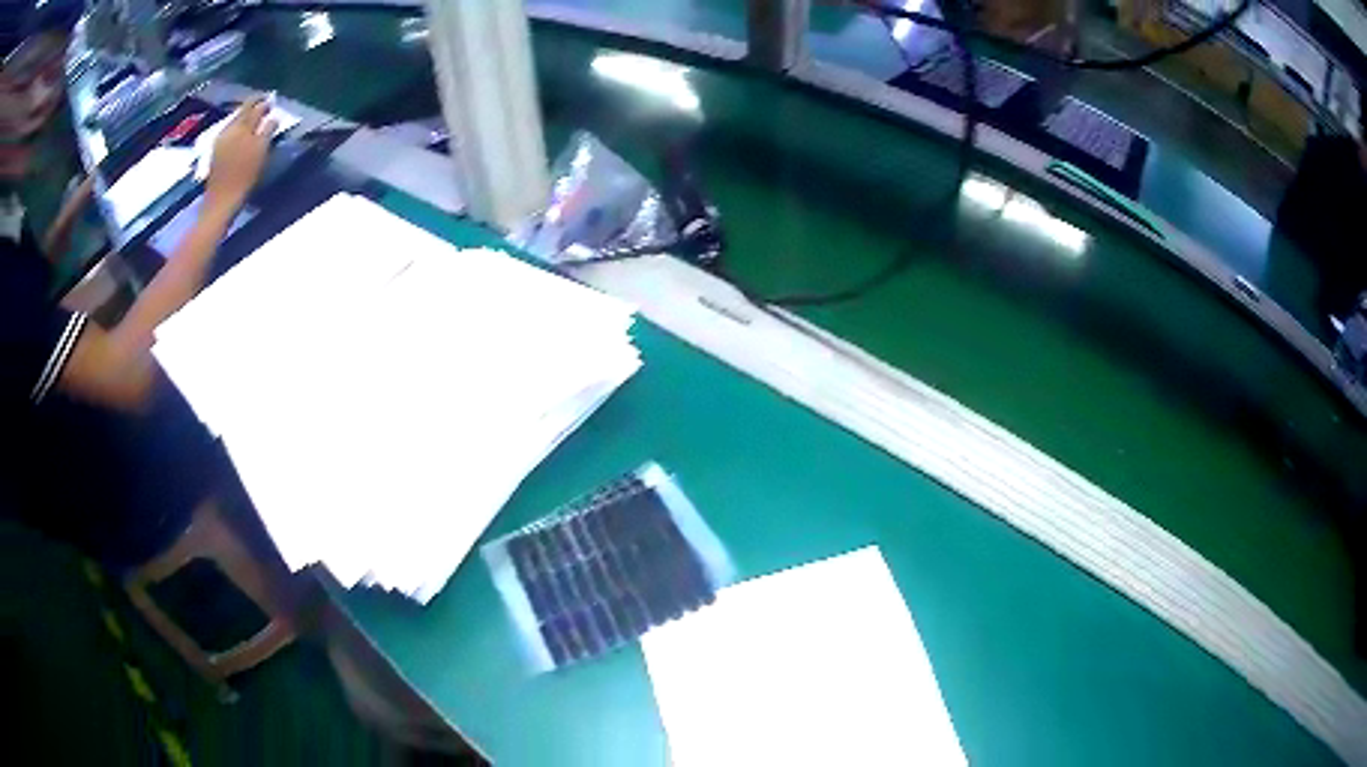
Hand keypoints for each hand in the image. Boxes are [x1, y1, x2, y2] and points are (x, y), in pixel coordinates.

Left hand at [204, 97, 276, 214]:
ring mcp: (220, 141)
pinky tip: (241, 136)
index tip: (272, 101)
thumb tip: (274, 116)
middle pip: (242, 112)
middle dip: (253, 108)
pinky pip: (229, 134)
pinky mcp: (215, 153)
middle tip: (264, 108)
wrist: (221, 201)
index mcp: (241, 126)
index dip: (264, 102)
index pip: (254, 106)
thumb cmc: (244, 177)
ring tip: (254, 122)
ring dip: (245, 120)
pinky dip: (237, 131)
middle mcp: (229, 129)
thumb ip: (267, 130)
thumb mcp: (261, 151)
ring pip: (235, 122)